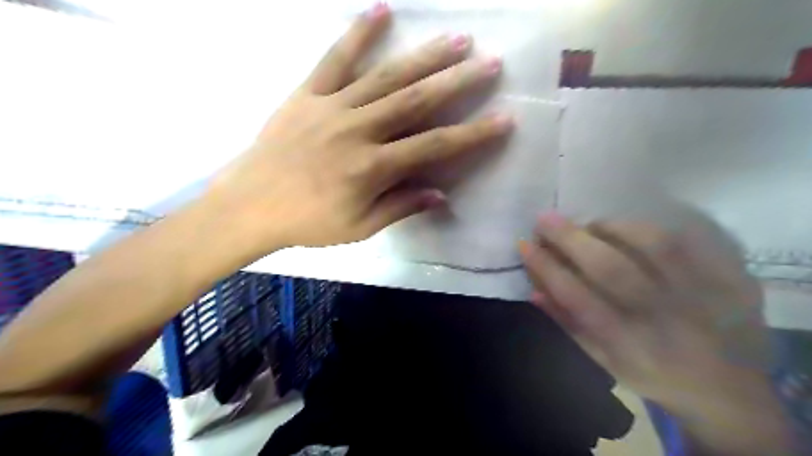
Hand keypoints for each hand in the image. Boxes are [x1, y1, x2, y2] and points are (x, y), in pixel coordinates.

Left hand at [203, 2, 509, 254]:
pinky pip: (335, 58)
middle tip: (489, 62)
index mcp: (372, 167)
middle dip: (457, 81)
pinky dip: (359, 33)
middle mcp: (358, 130)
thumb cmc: (308, 222)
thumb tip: (441, 194)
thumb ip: (401, 207)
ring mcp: (332, 107)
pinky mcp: (308, 93)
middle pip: (416, 101)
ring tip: (456, 37)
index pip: (434, 146)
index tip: (503, 120)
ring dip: (424, 56)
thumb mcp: (359, 227)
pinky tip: (382, 10)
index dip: (472, 134)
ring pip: (386, 76)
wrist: (250, 204)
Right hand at [516, 212, 796, 451]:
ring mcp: (705, 299)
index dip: (547, 268)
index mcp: (630, 347)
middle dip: (571, 239)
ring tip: (589, 224)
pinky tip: (628, 229)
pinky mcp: (733, 282)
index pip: (577, 299)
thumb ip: (567, 325)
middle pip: (613, 269)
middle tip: (545, 219)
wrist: (729, 390)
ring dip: (611, 227)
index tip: (525, 244)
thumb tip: (533, 289)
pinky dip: (650, 229)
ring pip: (653, 246)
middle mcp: (665, 322)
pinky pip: (689, 242)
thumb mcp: (602, 361)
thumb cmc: (651, 373)